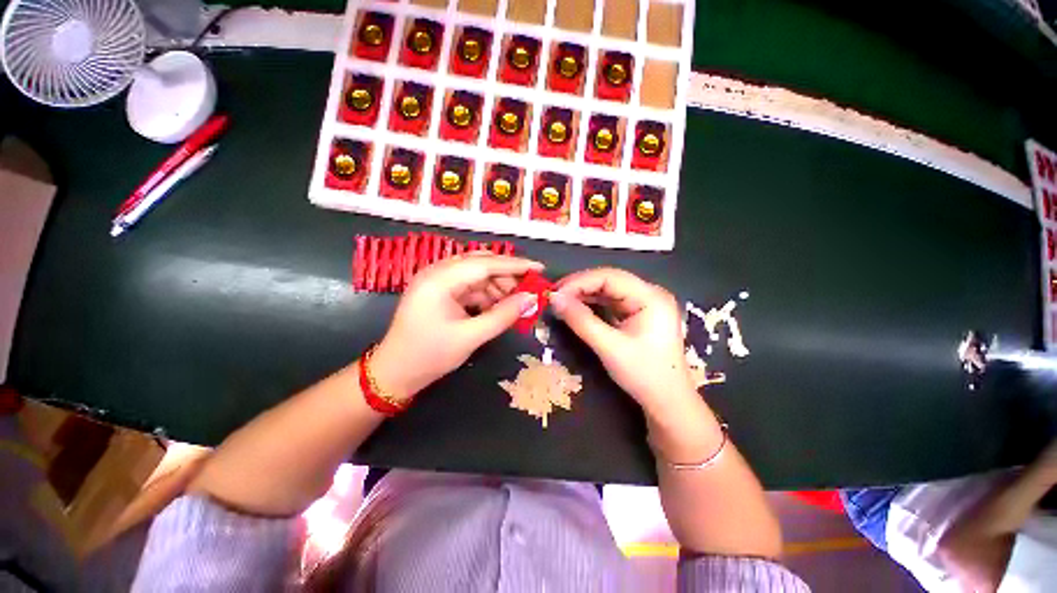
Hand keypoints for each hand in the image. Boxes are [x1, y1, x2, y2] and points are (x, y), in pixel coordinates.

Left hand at [370, 253, 542, 399]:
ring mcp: (438, 281)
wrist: (395, 372)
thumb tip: (531, 298)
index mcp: (440, 279)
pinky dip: (486, 295)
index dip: (515, 265)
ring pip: (477, 274)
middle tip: (529, 290)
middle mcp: (437, 272)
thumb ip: (503, 316)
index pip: (485, 264)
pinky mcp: (440, 291)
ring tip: (515, 303)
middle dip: (507, 276)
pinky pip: (469, 286)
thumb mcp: (471, 337)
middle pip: (481, 264)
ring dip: (498, 287)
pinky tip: (498, 307)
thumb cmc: (430, 355)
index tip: (539, 269)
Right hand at [551, 268, 696, 416]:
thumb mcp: (609, 347)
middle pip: (610, 280)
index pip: (610, 277)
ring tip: (562, 301)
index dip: (579, 282)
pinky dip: (593, 304)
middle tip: (555, 297)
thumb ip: (581, 320)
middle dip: (580, 286)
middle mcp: (650, 294)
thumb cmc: (644, 375)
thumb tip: (554, 299)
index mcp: (651, 297)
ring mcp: (645, 303)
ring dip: (585, 294)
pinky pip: (612, 302)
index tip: (555, 293)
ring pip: (609, 290)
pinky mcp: (638, 314)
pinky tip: (578, 307)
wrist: (668, 402)